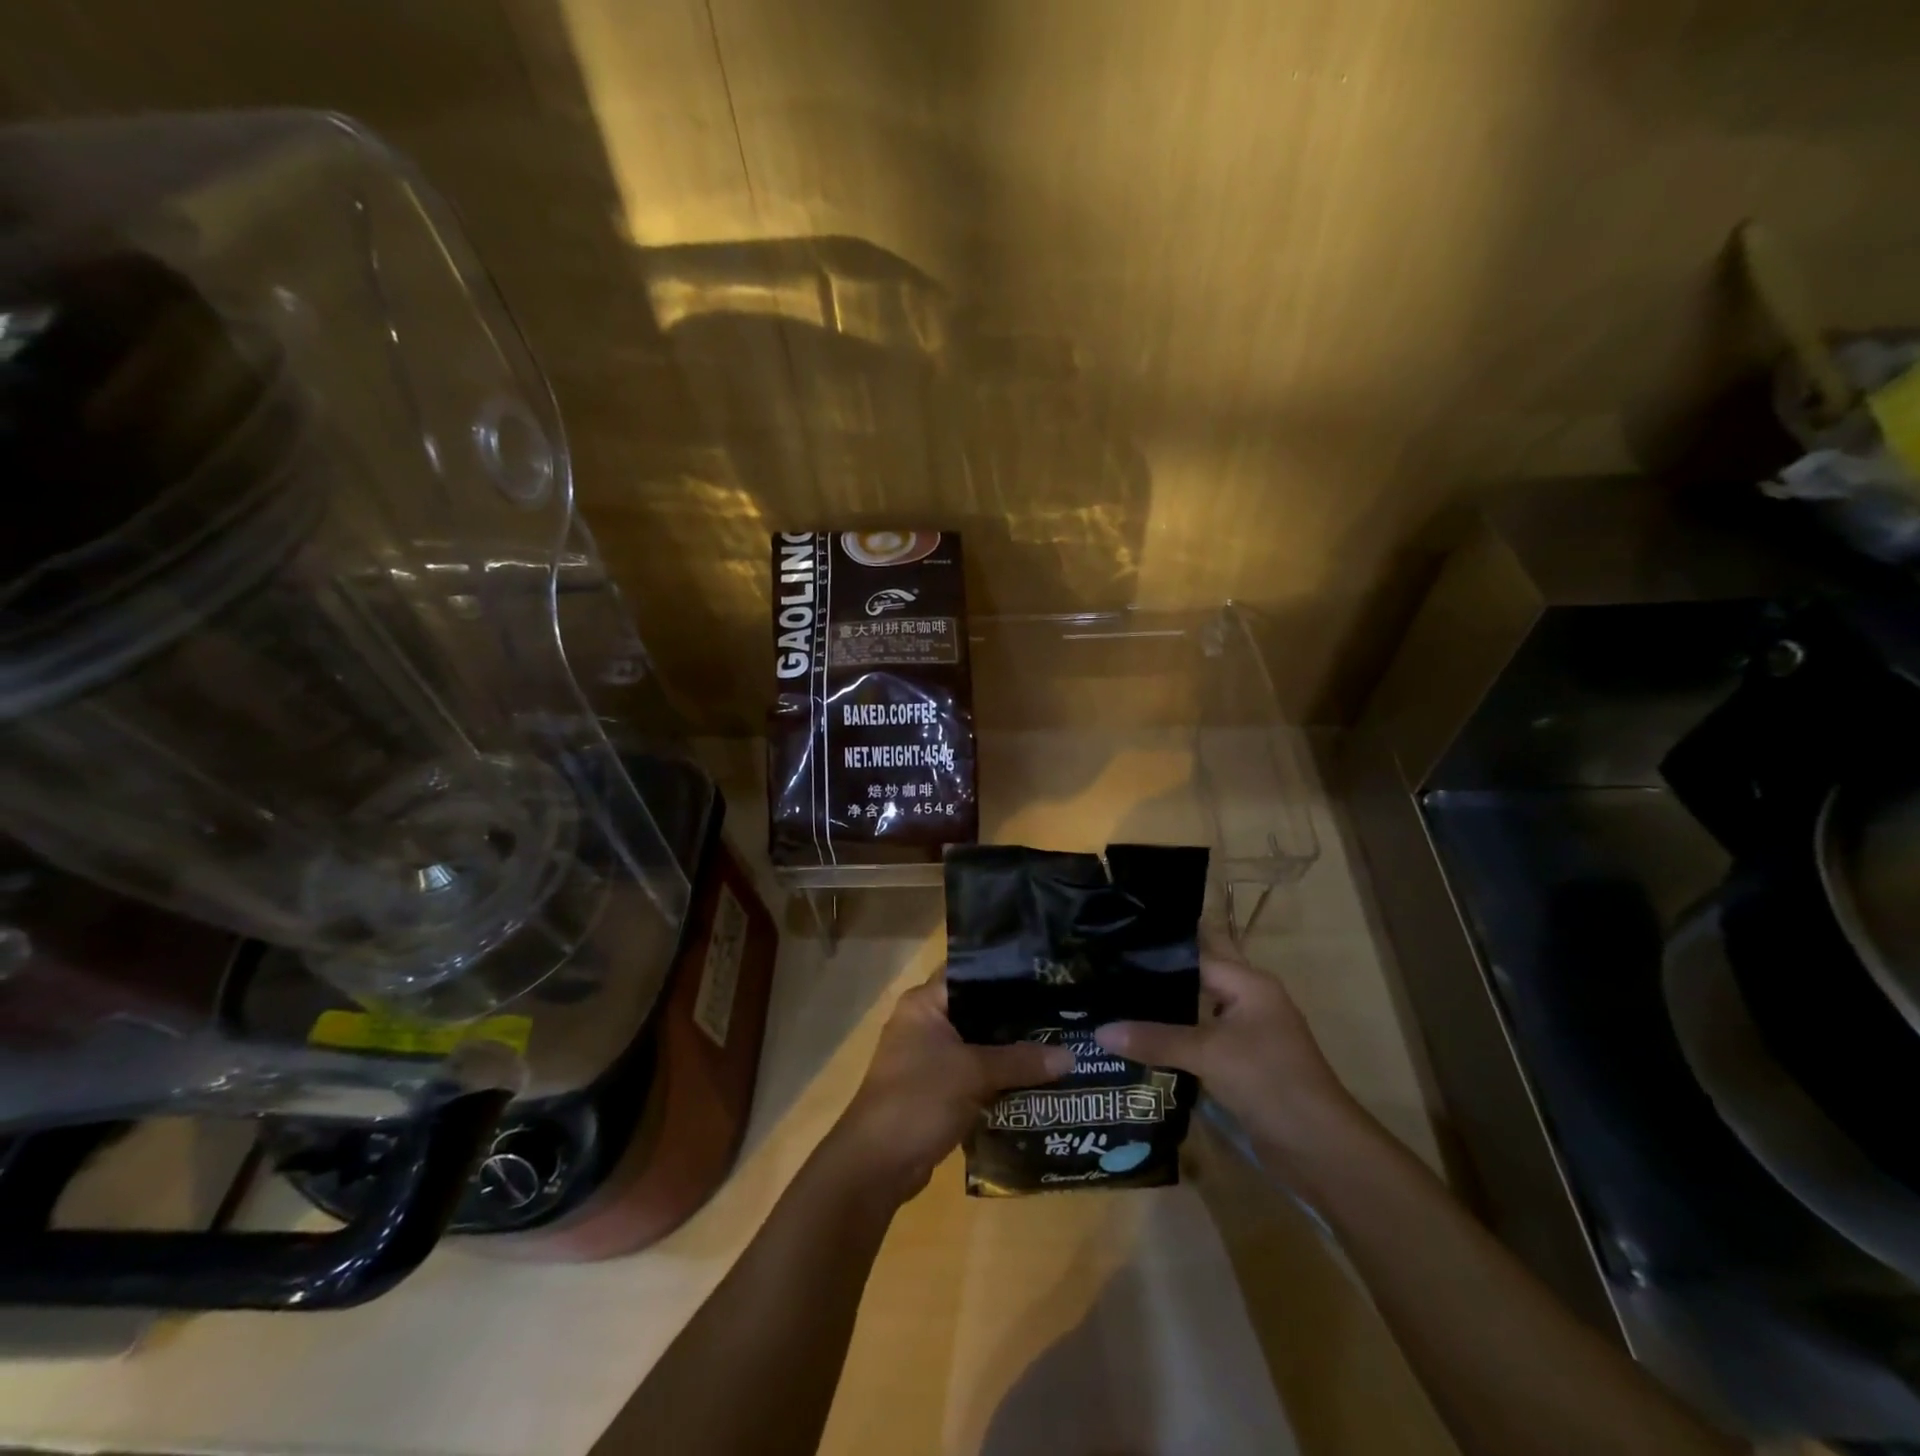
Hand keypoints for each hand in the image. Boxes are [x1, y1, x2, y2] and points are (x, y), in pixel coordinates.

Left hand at [831, 972, 1072, 1202]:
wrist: (876, 1164)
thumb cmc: (919, 1099)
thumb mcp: (974, 1073)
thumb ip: (1020, 1061)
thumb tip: (1070, 1055)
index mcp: (925, 1003)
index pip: (970, 972)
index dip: (1006, 973)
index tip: (1045, 976)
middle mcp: (925, 1023)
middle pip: (978, 1011)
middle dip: (1016, 1017)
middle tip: (1061, 1013)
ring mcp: (929, 1058)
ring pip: (978, 1045)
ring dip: (1010, 1052)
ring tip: (1058, 1045)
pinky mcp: (936, 1090)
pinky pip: (975, 1074)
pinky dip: (999, 1078)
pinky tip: (1036, 1081)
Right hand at [1094, 939, 1360, 1167]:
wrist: (1320, 1148)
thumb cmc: (1269, 1081)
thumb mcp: (1208, 1054)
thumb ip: (1155, 1039)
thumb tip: (1099, 1031)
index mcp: (1249, 983)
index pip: (1194, 952)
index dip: (1156, 950)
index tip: (1114, 946)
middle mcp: (1249, 1000)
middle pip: (1196, 979)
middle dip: (1157, 979)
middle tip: (1108, 974)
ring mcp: (1248, 1033)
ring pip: (1196, 1011)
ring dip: (1164, 1010)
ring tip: (1115, 1003)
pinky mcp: (1242, 1063)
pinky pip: (1201, 1039)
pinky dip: (1175, 1038)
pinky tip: (1141, 1042)